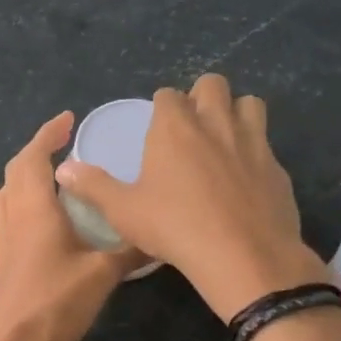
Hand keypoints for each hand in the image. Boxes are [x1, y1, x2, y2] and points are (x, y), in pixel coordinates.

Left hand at [0, 113, 136, 340]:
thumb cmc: (60, 300)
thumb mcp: (104, 272)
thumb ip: (131, 250)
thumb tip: (161, 235)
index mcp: (34, 209)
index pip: (34, 157)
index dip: (48, 134)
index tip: (67, 119)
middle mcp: (13, 216)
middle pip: (16, 170)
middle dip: (37, 150)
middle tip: (64, 144)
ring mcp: (3, 238)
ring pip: (5, 192)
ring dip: (24, 175)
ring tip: (51, 176)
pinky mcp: (2, 258)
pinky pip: (6, 215)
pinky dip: (20, 201)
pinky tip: (41, 217)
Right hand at [56, 73, 324, 320]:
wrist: (243, 256)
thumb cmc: (174, 227)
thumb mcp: (123, 210)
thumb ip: (93, 186)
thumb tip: (63, 170)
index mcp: (175, 127)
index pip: (168, 95)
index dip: (162, 106)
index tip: (157, 127)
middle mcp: (216, 123)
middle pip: (213, 84)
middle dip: (201, 96)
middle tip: (191, 127)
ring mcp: (253, 142)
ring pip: (250, 104)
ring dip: (235, 113)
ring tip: (223, 141)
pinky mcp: (277, 168)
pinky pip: (267, 145)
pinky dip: (255, 152)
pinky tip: (245, 180)